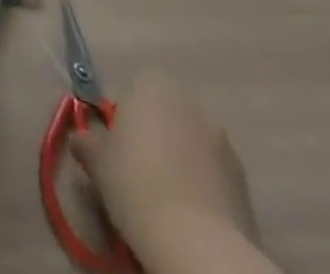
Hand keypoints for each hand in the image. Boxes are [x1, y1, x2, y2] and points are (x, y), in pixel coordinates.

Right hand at [71, 71, 263, 263]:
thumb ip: (88, 141)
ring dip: (180, 162)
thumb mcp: (96, 159)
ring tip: (164, 198)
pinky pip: (212, 175)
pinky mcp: (246, 184)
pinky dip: (201, 187)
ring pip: (191, 145)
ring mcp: (224, 144)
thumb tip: (83, 140)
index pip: (135, 89)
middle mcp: (192, 105)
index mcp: (154, 85)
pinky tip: (188, 215)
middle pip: (166, 114)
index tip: (116, 146)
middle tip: (136, 169)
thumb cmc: (135, 183)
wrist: (198, 245)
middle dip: (154, 136)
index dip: (124, 117)